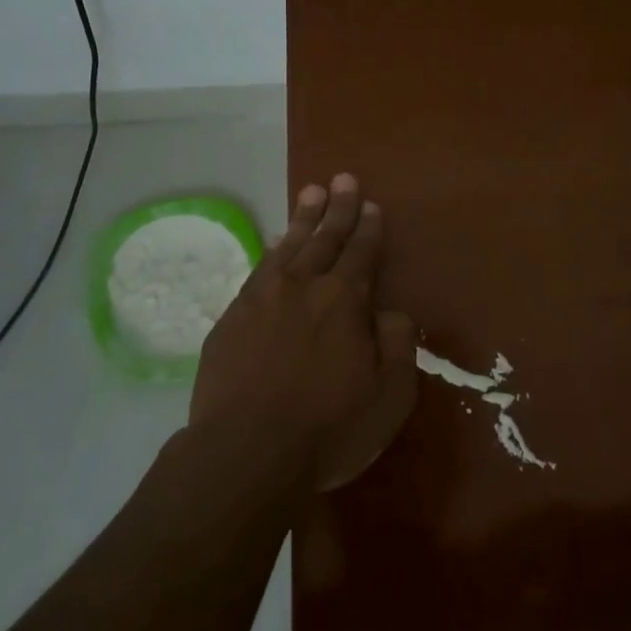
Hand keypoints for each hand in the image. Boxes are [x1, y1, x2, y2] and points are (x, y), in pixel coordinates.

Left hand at [189, 175, 416, 483]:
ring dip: (304, 219)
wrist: (245, 451)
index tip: (370, 204)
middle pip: (325, 239)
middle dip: (338, 208)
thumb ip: (398, 346)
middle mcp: (303, 287)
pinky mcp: (233, 316)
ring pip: (290, 247)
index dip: (368, 228)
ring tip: (312, 193)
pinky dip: (273, 250)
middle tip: (343, 178)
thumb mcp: (389, 398)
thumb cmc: (327, 430)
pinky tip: (278, 242)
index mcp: (344, 301)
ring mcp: (263, 298)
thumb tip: (392, 312)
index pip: (361, 254)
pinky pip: (260, 269)